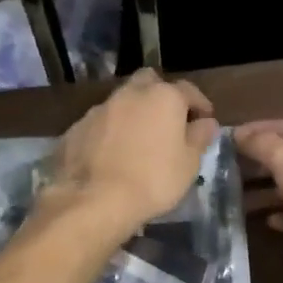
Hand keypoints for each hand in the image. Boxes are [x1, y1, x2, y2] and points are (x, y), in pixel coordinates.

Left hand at [46, 69, 218, 236]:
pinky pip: (100, 124)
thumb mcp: (189, 164)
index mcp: (163, 97)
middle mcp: (130, 94)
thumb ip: (199, 137)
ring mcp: (99, 109)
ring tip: (138, 140)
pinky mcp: (76, 128)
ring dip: (132, 114)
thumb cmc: (153, 180)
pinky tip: (111, 155)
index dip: (199, 103)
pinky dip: (109, 132)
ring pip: (121, 101)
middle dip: (160, 95)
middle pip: (149, 82)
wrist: (93, 200)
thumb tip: (206, 122)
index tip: (204, 119)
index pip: (188, 90)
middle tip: (167, 120)